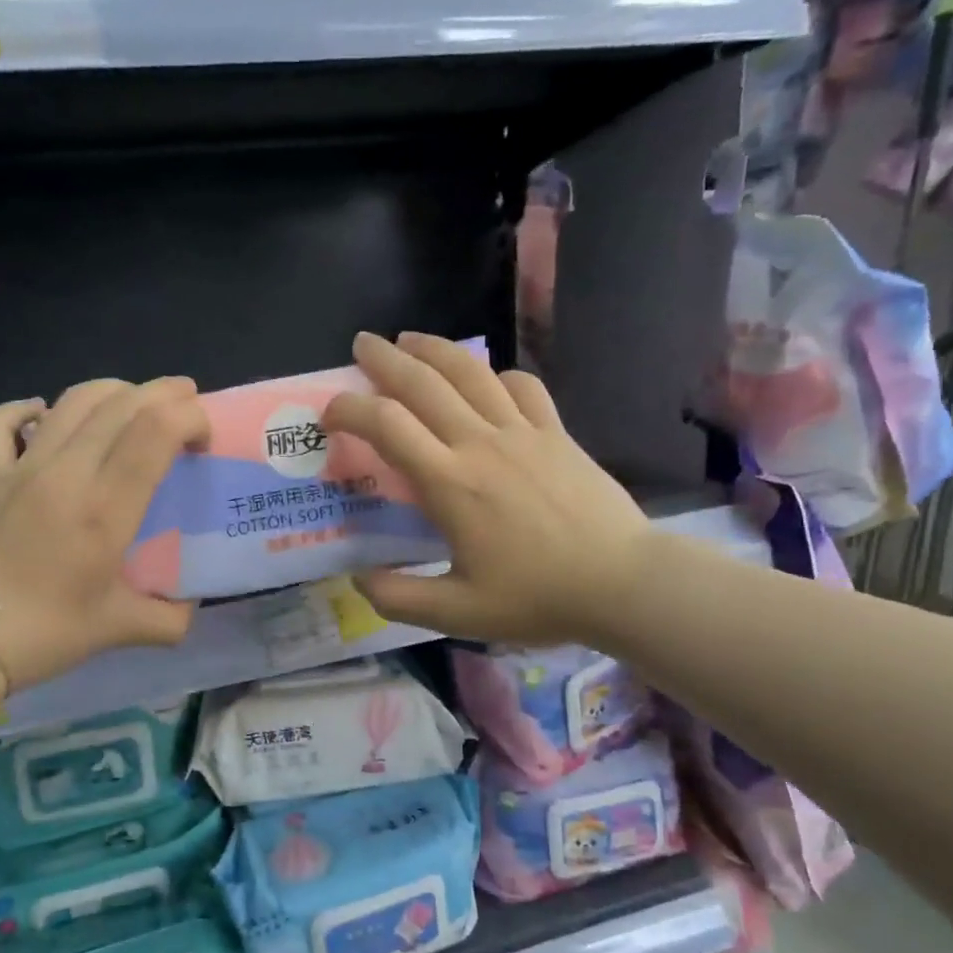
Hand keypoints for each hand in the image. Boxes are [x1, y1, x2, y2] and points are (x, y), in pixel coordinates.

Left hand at [0, 377, 210, 690]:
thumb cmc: (42, 635)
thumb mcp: (118, 629)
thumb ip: (168, 619)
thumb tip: (189, 609)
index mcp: (104, 509)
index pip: (154, 431)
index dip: (189, 417)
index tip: (203, 438)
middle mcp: (65, 473)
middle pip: (121, 404)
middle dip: (164, 393)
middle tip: (187, 401)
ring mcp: (20, 469)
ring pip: (71, 401)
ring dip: (113, 390)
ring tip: (135, 400)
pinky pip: (1, 423)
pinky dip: (26, 409)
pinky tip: (42, 413)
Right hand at [321, 333, 650, 644]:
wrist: (622, 582)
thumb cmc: (538, 597)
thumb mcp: (457, 613)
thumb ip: (399, 597)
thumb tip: (358, 579)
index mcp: (449, 483)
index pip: (387, 426)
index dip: (350, 410)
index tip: (330, 412)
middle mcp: (480, 444)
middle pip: (424, 383)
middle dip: (385, 359)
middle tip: (361, 343)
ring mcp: (523, 432)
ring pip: (470, 373)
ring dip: (435, 350)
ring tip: (410, 339)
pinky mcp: (556, 433)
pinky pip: (522, 388)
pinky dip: (497, 376)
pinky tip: (488, 380)